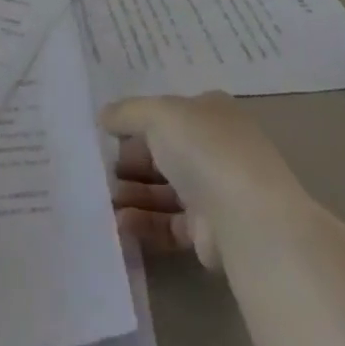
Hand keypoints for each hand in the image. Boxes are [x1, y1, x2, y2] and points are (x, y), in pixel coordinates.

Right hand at [103, 92, 300, 268]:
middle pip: (162, 153)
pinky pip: (168, 224)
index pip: (167, 114)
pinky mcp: (209, 232)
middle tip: (97, 171)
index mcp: (211, 113)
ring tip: (102, 200)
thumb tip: (104, 116)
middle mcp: (215, 149)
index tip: (105, 135)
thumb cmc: (204, 150)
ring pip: (163, 190)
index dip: (136, 122)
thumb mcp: (158, 114)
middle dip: (128, 162)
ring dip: (131, 193)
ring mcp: (214, 190)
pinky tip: (120, 223)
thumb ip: (127, 113)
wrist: (247, 218)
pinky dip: (143, 223)